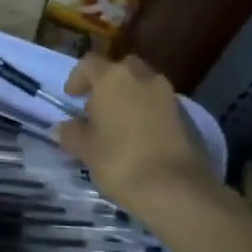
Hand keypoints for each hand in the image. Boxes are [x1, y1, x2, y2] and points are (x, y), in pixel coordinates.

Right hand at [58, 54, 217, 212]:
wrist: (175, 188)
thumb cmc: (120, 161)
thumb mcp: (86, 150)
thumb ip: (72, 133)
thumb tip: (65, 126)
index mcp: (113, 78)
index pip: (89, 63)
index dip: (78, 78)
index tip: (72, 97)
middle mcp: (142, 76)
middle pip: (121, 69)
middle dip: (108, 83)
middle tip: (98, 108)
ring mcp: (168, 94)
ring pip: (144, 85)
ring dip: (130, 97)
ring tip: (120, 126)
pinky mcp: (186, 114)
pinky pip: (160, 104)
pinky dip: (149, 112)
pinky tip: (142, 137)